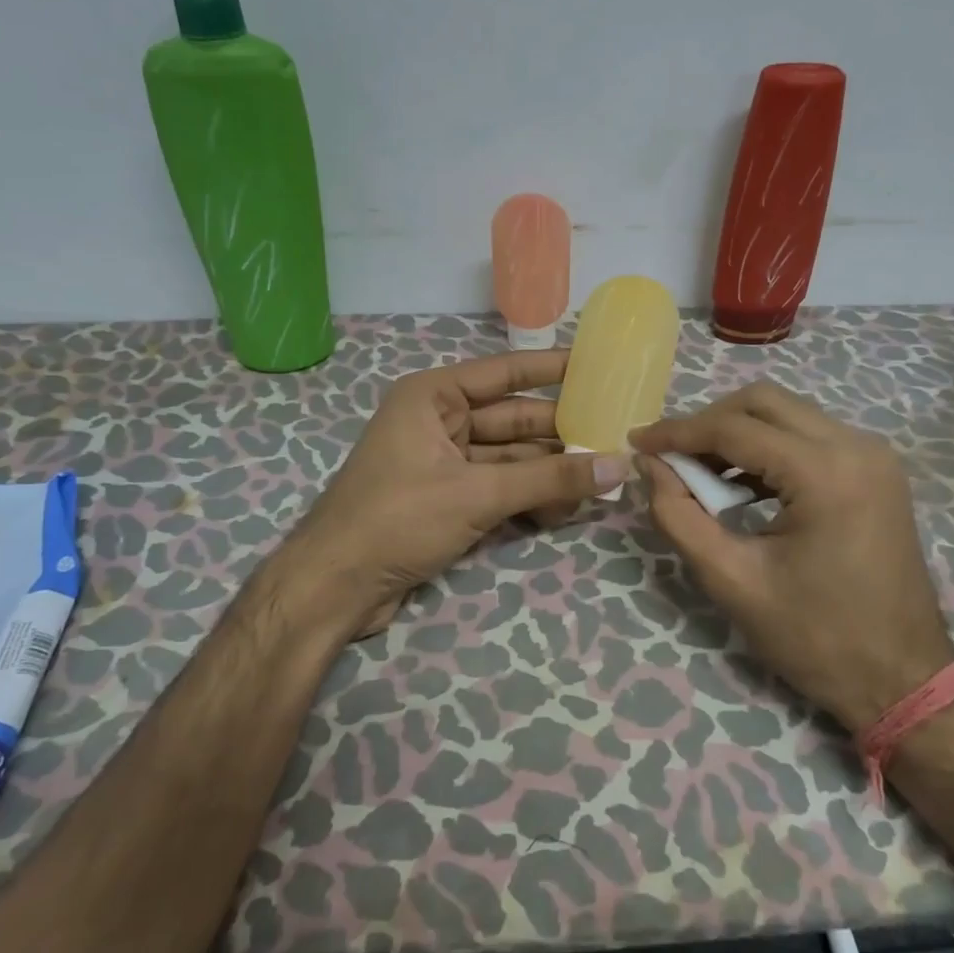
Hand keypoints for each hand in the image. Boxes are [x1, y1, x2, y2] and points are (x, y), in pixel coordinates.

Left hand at [287, 349, 630, 639]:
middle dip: (560, 433)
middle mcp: (438, 421)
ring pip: (509, 458)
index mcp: (433, 397)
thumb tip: (619, 465)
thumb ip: (549, 480)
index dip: (551, 368)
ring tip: (601, 479)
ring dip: (549, 472)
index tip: (597, 364)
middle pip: (512, 420)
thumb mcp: (477, 494)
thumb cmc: (397, 519)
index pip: (504, 373)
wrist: (334, 587)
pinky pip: (497, 487)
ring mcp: (442, 462)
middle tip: (615, 435)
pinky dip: (527, 497)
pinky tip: (564, 509)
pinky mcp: (446, 499)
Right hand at [631, 382, 953, 730]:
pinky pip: (809, 437)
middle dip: (708, 423)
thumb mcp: (731, 580)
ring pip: (787, 414)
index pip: (734, 429)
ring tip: (698, 473)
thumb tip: (648, 465)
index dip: (678, 433)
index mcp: (825, 473)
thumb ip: (678, 515)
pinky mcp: (876, 471)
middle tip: (670, 456)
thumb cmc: (815, 638)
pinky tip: (741, 484)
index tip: (637, 443)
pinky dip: (768, 449)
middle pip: (763, 402)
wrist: (903, 681)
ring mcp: (872, 456)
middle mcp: (856, 447)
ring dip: (737, 433)